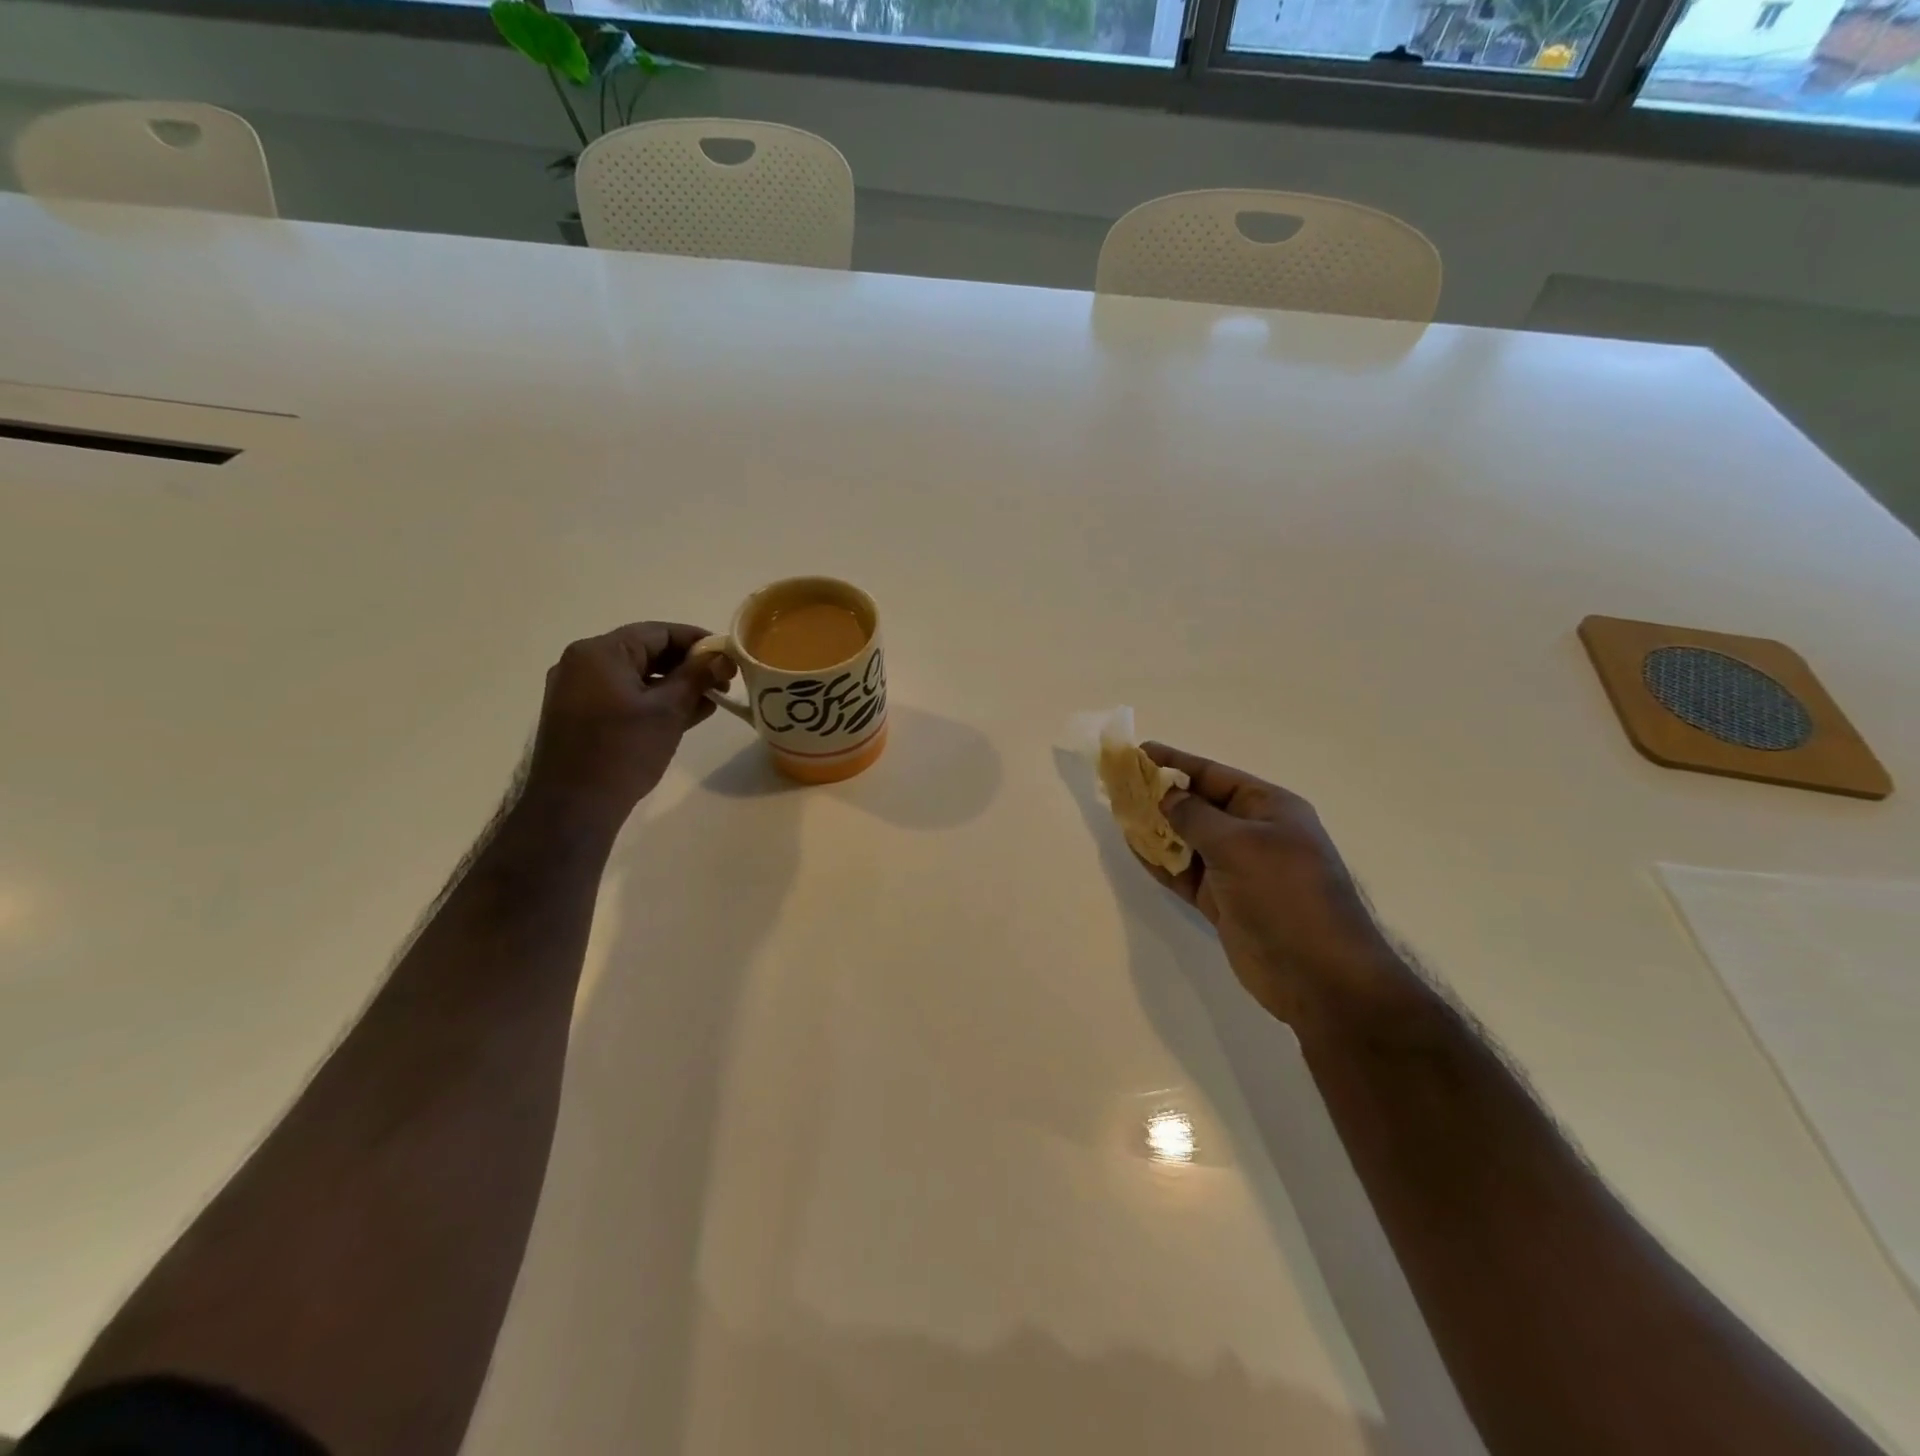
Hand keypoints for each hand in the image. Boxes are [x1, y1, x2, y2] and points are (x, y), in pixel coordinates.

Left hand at [522, 622, 733, 830]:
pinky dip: (652, 702)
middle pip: (645, 652)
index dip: (698, 641)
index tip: (729, 656)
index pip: (658, 632)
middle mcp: (582, 663)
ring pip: (635, 677)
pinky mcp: (578, 716)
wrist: (573, 806)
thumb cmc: (623, 751)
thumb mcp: (668, 710)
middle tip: (723, 681)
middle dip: (687, 666)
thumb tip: (723, 656)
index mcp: (600, 652)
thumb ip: (697, 677)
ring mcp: (576, 691)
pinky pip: (622, 696)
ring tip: (710, 701)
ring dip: (673, 686)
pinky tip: (684, 715)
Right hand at [1140, 743, 1408, 1025]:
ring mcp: (1237, 870)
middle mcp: (1254, 834)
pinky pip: (1185, 872)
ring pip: (1187, 840)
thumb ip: (1195, 816)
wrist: (1318, 975)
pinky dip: (1160, 860)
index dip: (1176, 763)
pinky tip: (1133, 846)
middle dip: (1161, 794)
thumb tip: (1166, 795)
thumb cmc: (1284, 894)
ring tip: (1118, 811)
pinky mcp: (1223, 901)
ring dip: (1156, 827)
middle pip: (1199, 806)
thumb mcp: (1238, 845)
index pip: (1214, 776)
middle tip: (1119, 784)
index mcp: (1269, 809)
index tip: (1138, 753)